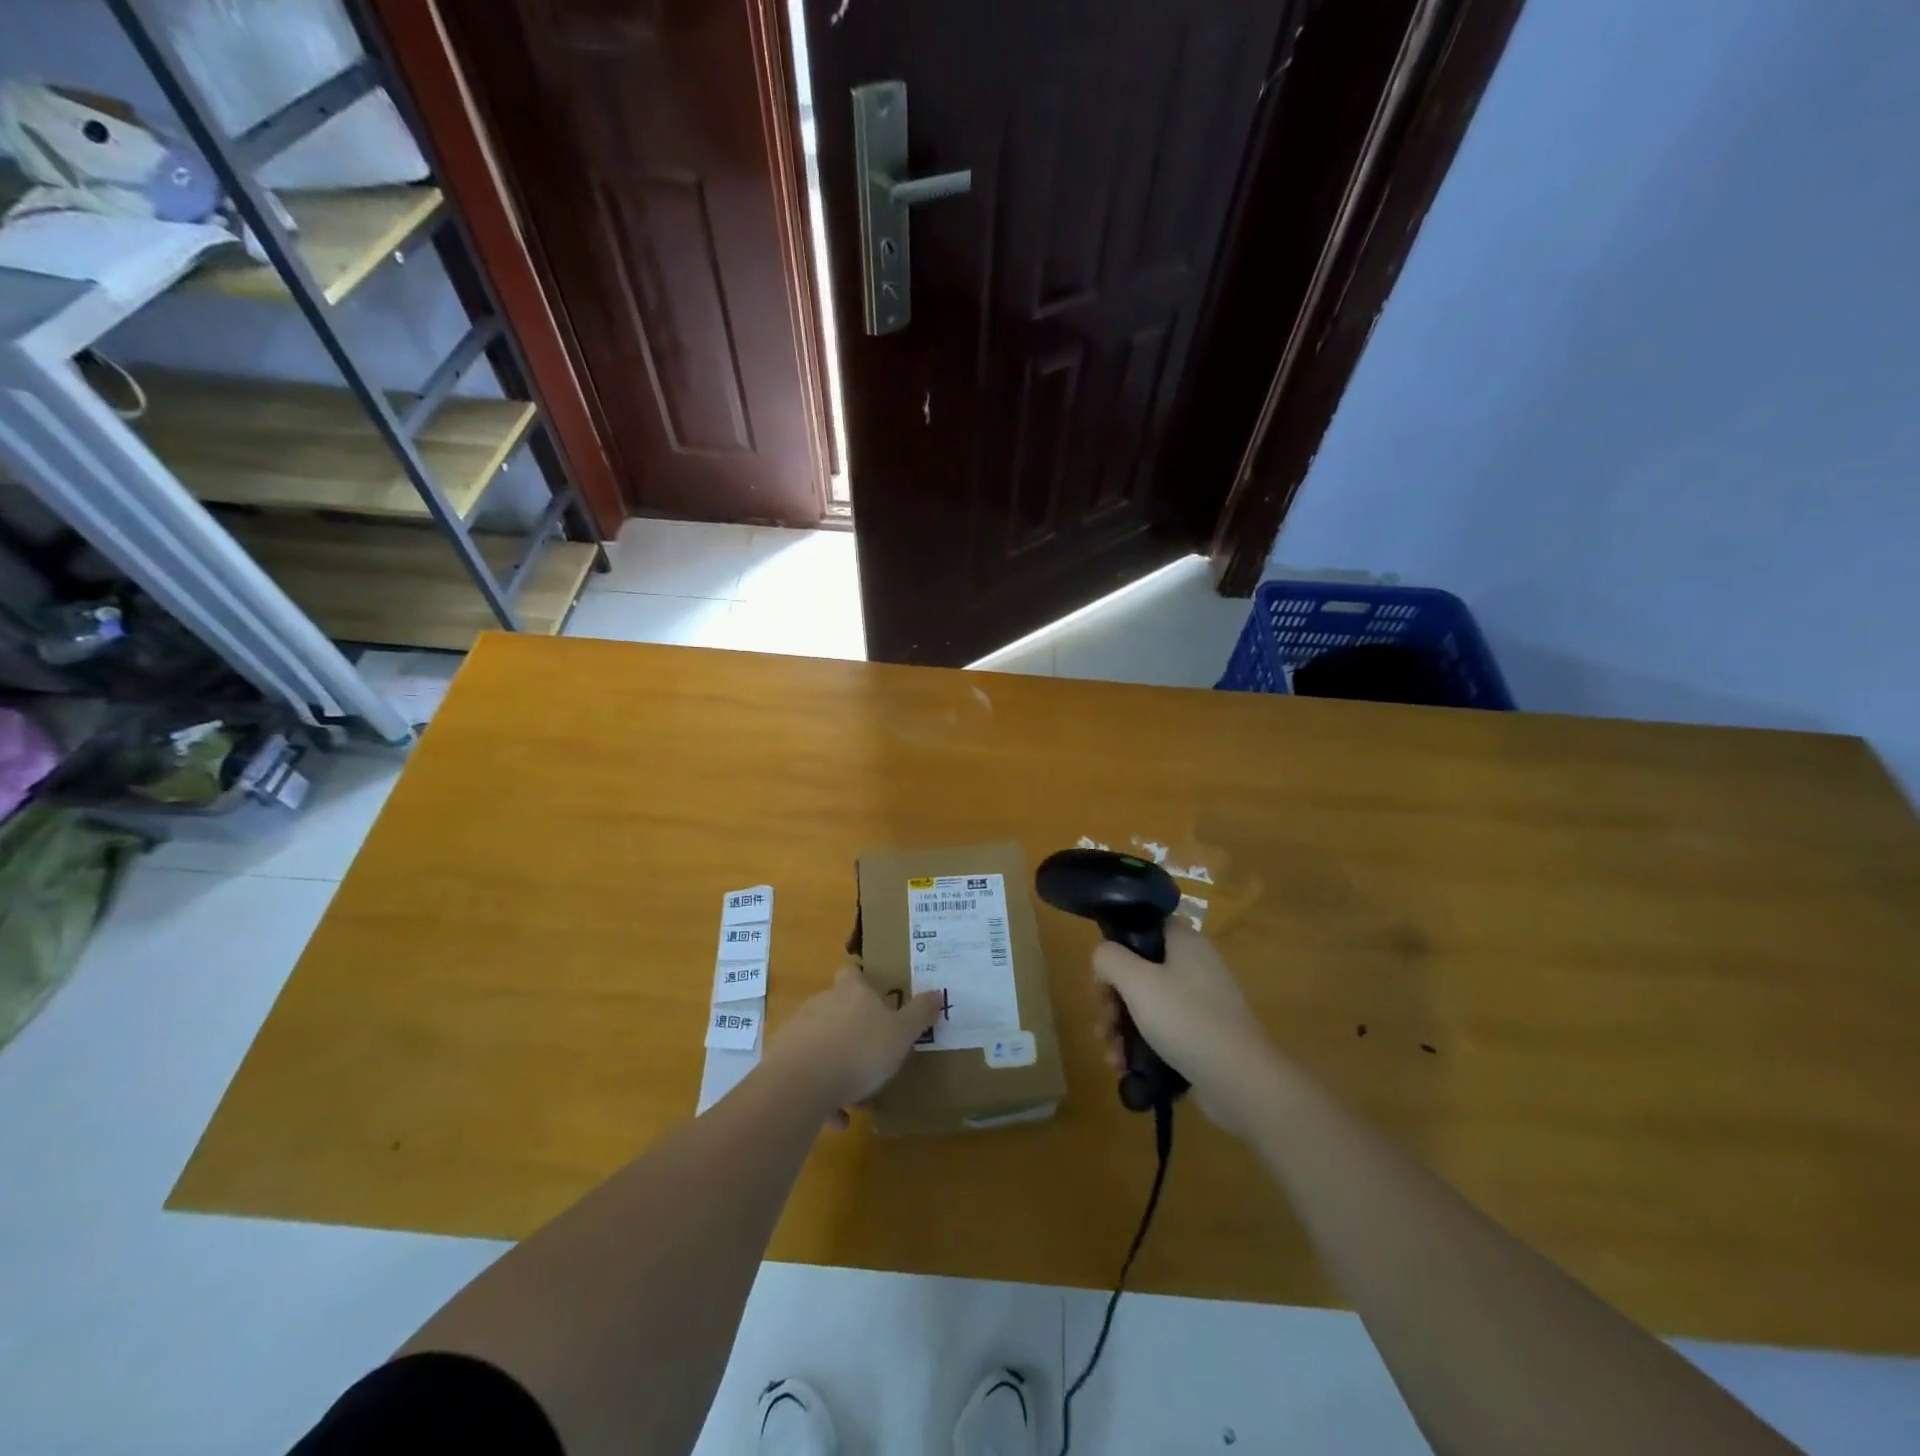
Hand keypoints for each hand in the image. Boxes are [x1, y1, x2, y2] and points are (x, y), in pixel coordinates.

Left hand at [764, 967, 941, 1123]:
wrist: (801, 1083)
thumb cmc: (860, 1050)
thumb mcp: (901, 1034)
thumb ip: (919, 1014)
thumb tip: (937, 993)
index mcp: (852, 992)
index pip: (853, 974)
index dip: (862, 982)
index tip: (874, 997)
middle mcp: (822, 1004)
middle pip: (836, 1007)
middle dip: (850, 1026)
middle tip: (871, 1048)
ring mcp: (798, 1030)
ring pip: (821, 1041)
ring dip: (835, 1061)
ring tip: (856, 1091)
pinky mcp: (781, 1060)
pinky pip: (806, 1073)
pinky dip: (822, 1092)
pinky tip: (837, 1118)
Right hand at [1092, 924, 1278, 1136]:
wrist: (1241, 1081)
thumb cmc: (1186, 1019)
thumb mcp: (1136, 981)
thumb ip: (1109, 959)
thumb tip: (1103, 958)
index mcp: (1184, 942)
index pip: (1143, 928)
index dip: (1116, 947)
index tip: (1102, 976)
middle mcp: (1194, 966)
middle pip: (1140, 971)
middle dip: (1113, 1000)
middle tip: (1103, 1023)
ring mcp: (1201, 1003)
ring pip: (1147, 1005)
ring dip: (1121, 1028)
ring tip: (1111, 1055)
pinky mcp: (1202, 1037)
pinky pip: (1162, 1032)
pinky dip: (1141, 1047)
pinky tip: (1124, 1068)